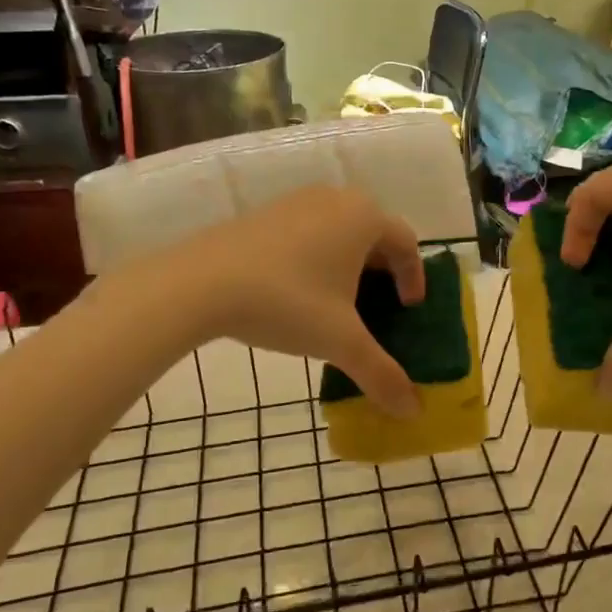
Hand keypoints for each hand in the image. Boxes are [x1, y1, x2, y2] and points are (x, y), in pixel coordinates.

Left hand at [149, 186, 425, 417]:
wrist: (198, 284)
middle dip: (383, 270)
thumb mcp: (341, 342)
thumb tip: (413, 411)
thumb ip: (381, 374)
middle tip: (379, 306)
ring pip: (339, 231)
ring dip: (349, 264)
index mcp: (364, 217)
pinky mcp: (264, 213)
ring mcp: (296, 202)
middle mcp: (335, 199)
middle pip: (374, 233)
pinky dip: (317, 258)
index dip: (414, 278)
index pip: (407, 243)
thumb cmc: (287, 303)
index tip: (408, 309)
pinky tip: (298, 292)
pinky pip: (308, 232)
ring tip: (339, 302)